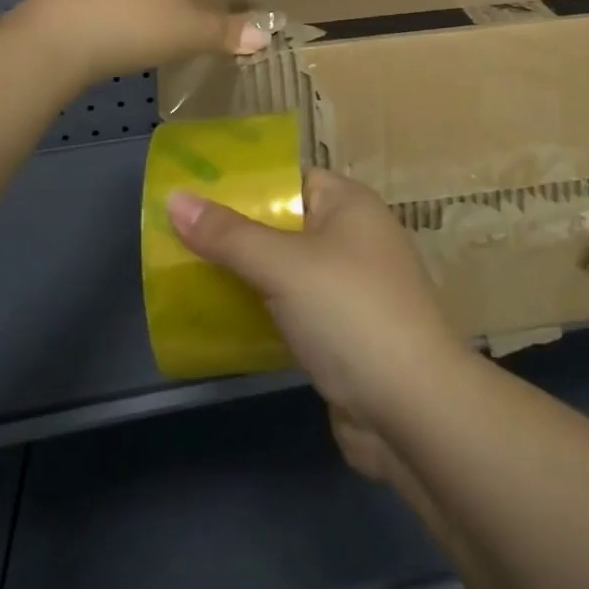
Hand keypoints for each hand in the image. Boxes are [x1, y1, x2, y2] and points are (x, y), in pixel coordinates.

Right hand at [166, 169, 472, 455]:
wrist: (412, 409)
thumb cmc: (350, 313)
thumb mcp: (284, 265)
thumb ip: (229, 235)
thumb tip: (176, 198)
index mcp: (350, 205)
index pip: (292, 179)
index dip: (246, 185)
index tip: (195, 196)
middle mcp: (354, 239)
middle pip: (285, 226)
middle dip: (236, 236)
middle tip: (179, 242)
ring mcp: (352, 290)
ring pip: (287, 273)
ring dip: (246, 278)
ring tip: (188, 280)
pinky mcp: (345, 335)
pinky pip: (294, 312)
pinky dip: (263, 315)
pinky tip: (222, 324)